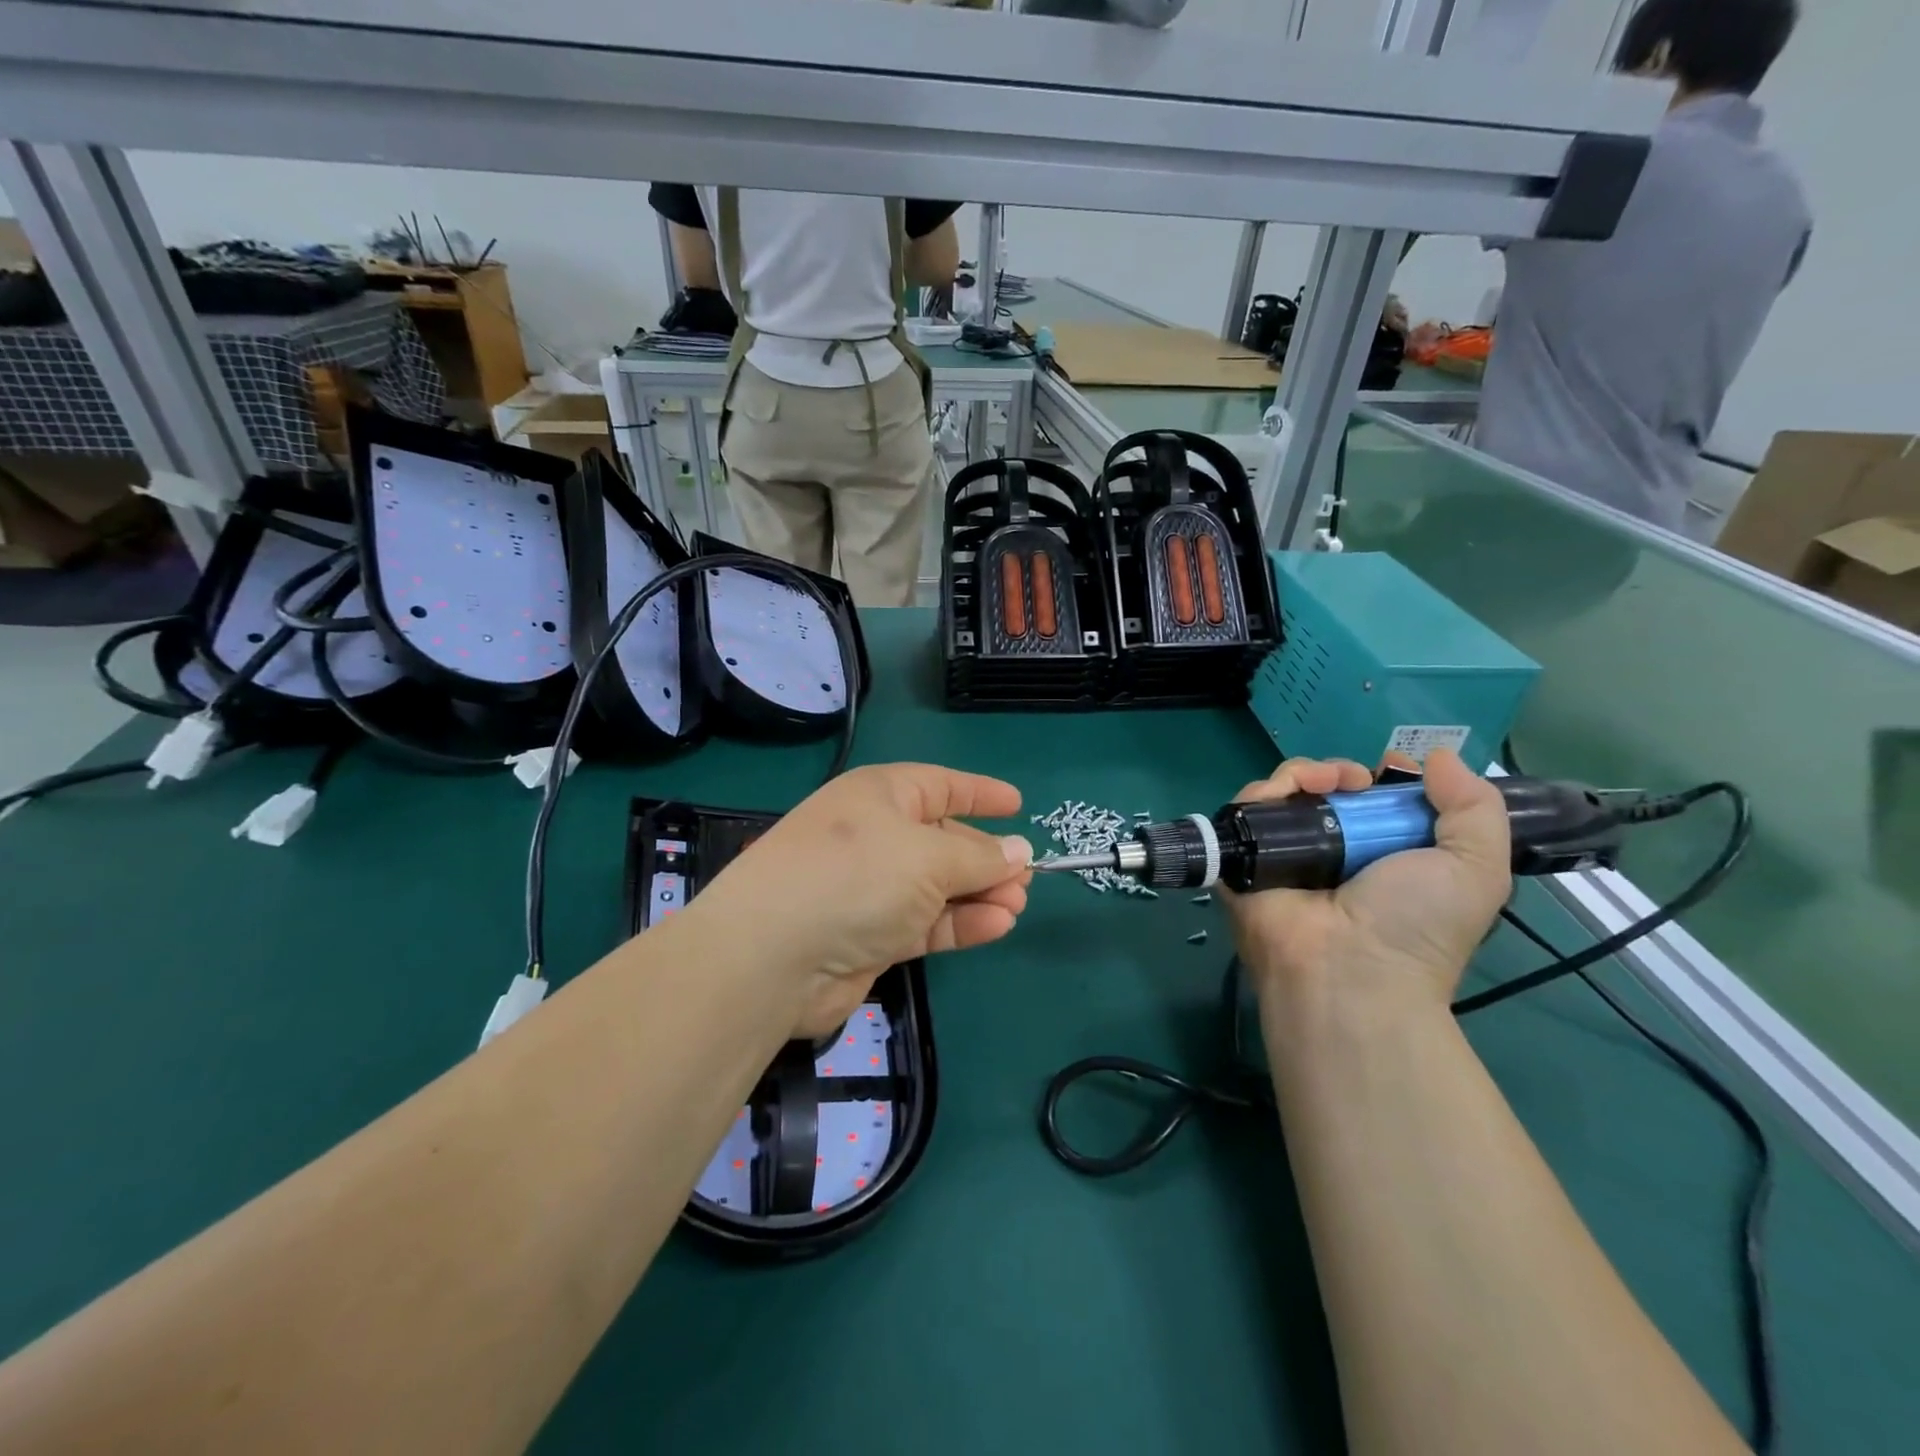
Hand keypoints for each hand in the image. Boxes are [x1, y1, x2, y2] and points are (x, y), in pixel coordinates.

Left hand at [692, 764, 1031, 1037]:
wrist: (772, 956)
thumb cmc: (856, 876)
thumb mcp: (929, 857)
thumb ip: (979, 857)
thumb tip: (1020, 852)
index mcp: (880, 796)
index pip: (940, 785)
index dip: (980, 793)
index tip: (1018, 805)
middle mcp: (874, 836)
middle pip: (942, 838)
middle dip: (985, 856)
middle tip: (1028, 876)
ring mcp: (869, 888)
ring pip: (937, 885)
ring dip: (979, 893)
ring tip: (1018, 904)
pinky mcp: (869, 936)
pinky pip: (925, 922)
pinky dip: (959, 923)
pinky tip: (997, 925)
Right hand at [1224, 751, 1511, 1015]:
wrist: (1348, 970)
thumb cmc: (1415, 924)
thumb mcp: (1476, 868)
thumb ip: (1476, 808)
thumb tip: (1439, 757)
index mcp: (1381, 857)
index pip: (1373, 803)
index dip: (1382, 778)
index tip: (1391, 768)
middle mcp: (1332, 852)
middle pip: (1327, 790)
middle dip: (1343, 771)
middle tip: (1357, 780)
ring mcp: (1285, 852)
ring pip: (1286, 791)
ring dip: (1307, 772)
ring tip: (1327, 783)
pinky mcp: (1244, 853)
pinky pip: (1248, 806)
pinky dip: (1267, 788)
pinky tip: (1291, 789)